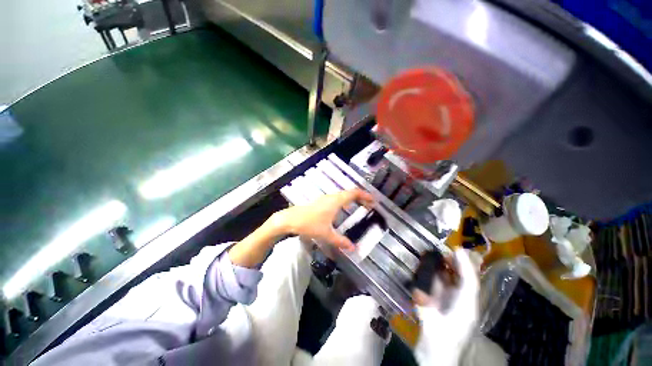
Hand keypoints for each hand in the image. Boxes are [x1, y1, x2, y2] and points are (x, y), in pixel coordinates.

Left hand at [273, 189, 373, 250]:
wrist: (290, 219)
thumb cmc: (309, 224)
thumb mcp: (326, 234)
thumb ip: (340, 241)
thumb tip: (353, 248)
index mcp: (336, 201)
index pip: (354, 193)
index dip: (365, 195)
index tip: (373, 200)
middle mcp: (332, 197)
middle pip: (349, 192)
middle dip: (360, 197)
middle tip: (369, 204)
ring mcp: (325, 198)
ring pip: (342, 195)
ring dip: (352, 198)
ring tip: (359, 206)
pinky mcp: (320, 201)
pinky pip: (336, 198)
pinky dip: (344, 201)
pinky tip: (343, 209)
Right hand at [413, 249, 478, 365]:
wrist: (437, 361)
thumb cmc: (438, 346)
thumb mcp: (431, 326)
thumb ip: (425, 307)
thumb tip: (417, 289)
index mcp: (465, 309)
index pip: (469, 283)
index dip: (465, 265)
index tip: (457, 249)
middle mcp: (463, 304)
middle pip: (464, 280)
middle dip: (458, 264)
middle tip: (445, 250)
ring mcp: (455, 305)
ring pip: (455, 282)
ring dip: (448, 269)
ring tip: (438, 256)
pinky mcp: (447, 307)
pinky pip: (446, 287)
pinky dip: (440, 277)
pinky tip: (432, 270)